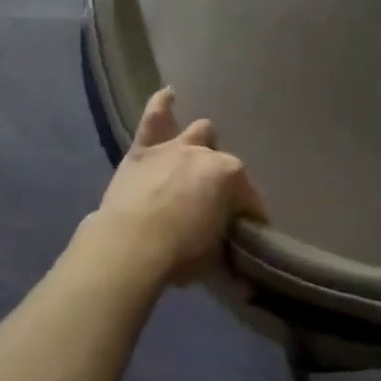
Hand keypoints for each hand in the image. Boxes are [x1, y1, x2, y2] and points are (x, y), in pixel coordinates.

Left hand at [86, 88, 265, 286]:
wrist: (130, 245)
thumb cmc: (179, 254)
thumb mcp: (213, 261)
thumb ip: (229, 261)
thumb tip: (245, 286)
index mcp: (231, 177)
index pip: (250, 200)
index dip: (250, 219)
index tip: (246, 236)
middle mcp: (207, 154)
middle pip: (225, 165)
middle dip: (223, 182)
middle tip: (214, 206)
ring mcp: (175, 147)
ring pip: (199, 132)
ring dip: (201, 143)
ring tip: (199, 152)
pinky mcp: (144, 150)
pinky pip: (154, 117)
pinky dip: (162, 105)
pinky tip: (168, 94)